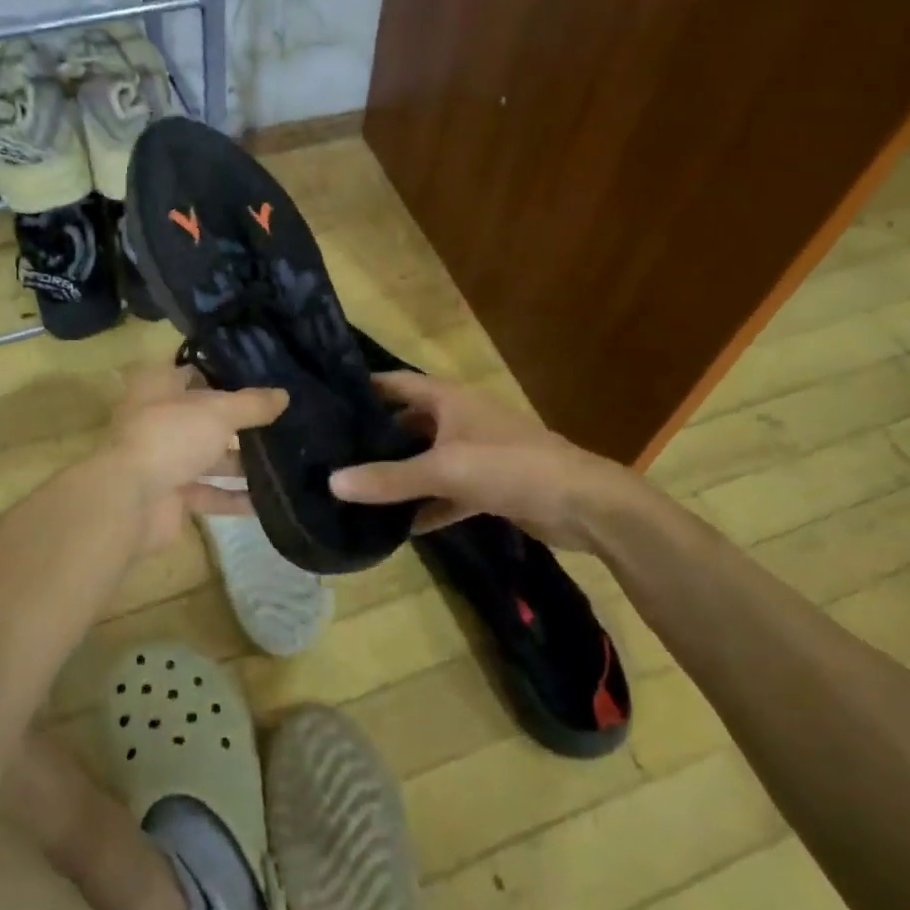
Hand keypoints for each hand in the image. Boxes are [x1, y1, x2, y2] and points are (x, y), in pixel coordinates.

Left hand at [105, 365, 287, 549]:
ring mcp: (165, 461)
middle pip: (205, 418)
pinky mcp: (173, 497)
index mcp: (160, 389)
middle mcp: (160, 421)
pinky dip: (235, 497)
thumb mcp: (218, 412)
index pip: (194, 373)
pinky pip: (211, 494)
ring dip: (242, 462)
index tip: (262, 377)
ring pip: (210, 457)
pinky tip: (269, 499)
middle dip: (241, 422)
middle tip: (283, 419)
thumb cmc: (170, 438)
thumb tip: (284, 394)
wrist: (130, 502)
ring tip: (285, 458)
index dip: (224, 374)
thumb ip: (252, 404)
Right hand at [329, 372, 638, 544]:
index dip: (365, 387)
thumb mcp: (443, 470)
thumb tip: (332, 482)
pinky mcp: (489, 485)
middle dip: (377, 436)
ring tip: (357, 487)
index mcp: (449, 399)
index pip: (397, 383)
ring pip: (428, 459)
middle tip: (334, 451)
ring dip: (400, 473)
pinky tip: (401, 526)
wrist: (581, 503)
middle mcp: (460, 418)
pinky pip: (448, 491)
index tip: (327, 399)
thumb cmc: (509, 466)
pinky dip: (428, 505)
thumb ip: (389, 478)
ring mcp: (476, 452)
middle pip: (410, 421)